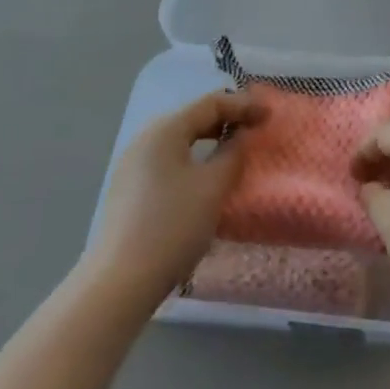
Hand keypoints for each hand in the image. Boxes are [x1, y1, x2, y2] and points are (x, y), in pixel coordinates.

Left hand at [81, 92, 266, 310]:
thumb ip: (233, 154)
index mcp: (164, 130)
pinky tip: (204, 180)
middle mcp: (144, 140)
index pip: (211, 103)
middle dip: (226, 121)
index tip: (270, 115)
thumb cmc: (172, 226)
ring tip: (233, 152)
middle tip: (254, 130)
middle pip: (192, 119)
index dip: (243, 106)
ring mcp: (132, 166)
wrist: (119, 284)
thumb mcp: (213, 187)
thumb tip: (240, 136)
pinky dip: (192, 161)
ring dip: (209, 142)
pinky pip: (168, 162)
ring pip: (179, 142)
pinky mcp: (128, 192)